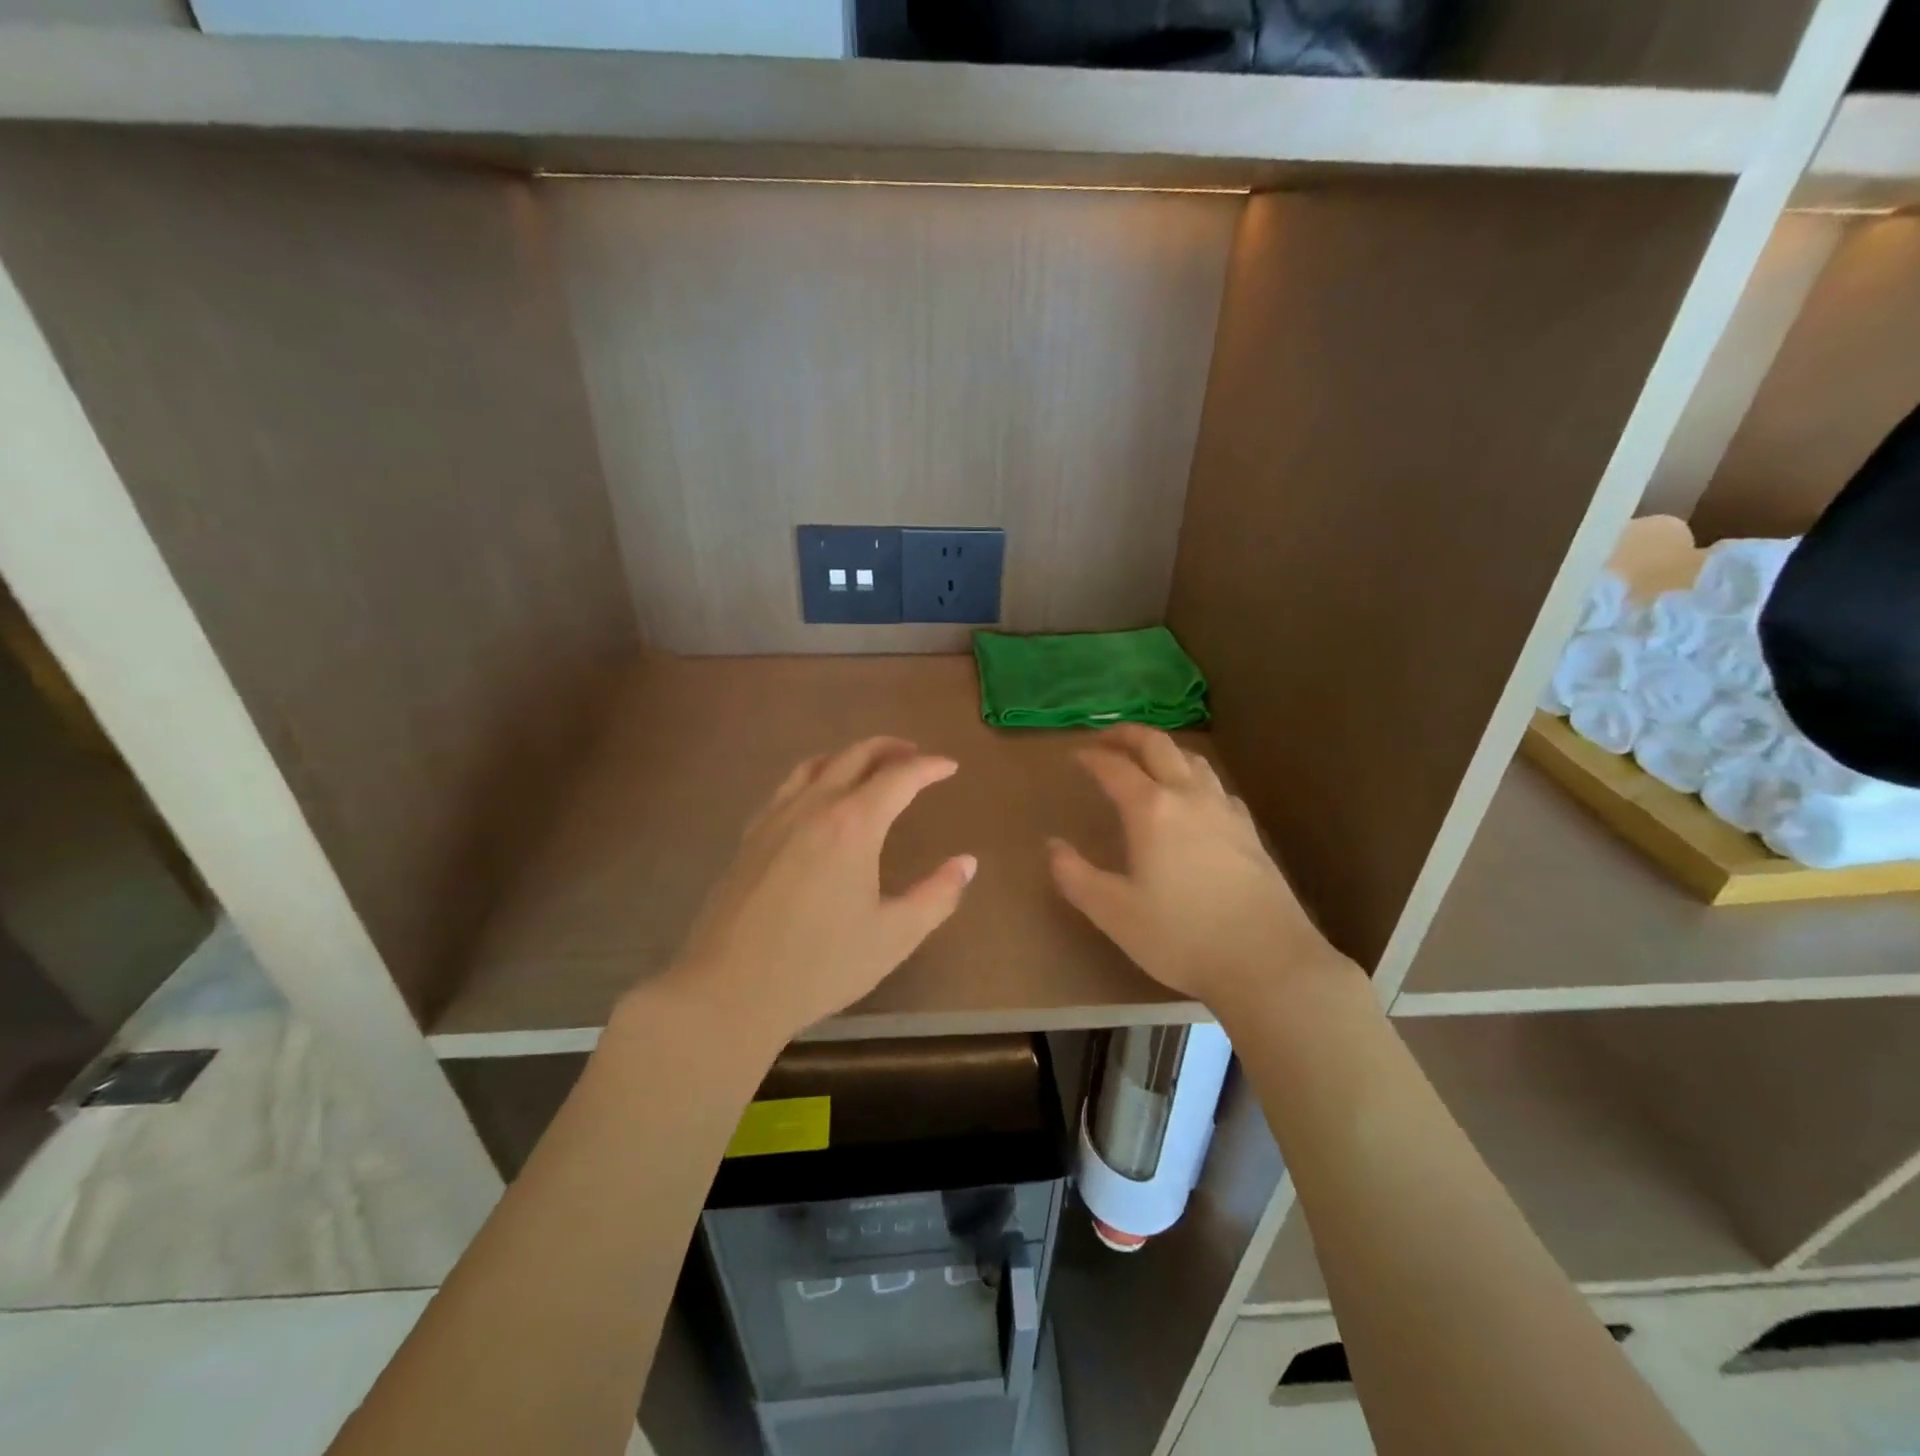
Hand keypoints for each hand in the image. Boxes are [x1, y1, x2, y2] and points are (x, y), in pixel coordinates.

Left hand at [661, 737, 975, 1043]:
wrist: (729, 989)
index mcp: (853, 824)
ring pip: (816, 764)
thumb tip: (966, 863)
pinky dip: (814, 776)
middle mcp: (813, 806)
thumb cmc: (820, 964)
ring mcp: (775, 817)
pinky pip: (787, 787)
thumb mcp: (894, 937)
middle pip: (855, 756)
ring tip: (869, 767)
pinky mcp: (750, 836)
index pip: (899, 777)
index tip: (950, 766)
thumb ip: (937, 896)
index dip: (929, 767)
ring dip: (849, 756)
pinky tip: (816, 799)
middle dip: (890, 749)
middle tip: (915, 756)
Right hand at [1048, 725, 1350, 1012]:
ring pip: (1193, 759)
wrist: (1267, 961)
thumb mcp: (1113, 912)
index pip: (1115, 767)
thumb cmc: (1180, 936)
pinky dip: (1195, 777)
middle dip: (1129, 735)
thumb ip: (1076, 876)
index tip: (1076, 756)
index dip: (1092, 757)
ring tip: (1148, 760)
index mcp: (1151, 810)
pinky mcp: (1250, 831)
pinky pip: (1217, 785)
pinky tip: (1195, 799)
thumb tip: (1053, 846)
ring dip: (1165, 750)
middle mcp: (1189, 796)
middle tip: (1107, 738)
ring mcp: (1225, 810)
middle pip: (1158, 745)